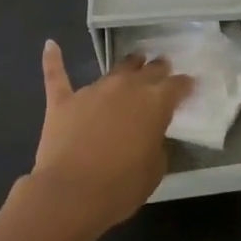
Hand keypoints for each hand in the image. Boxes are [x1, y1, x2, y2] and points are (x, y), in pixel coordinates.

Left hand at [27, 41, 193, 237]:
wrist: (70, 194)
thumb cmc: (120, 187)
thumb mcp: (155, 170)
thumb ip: (156, 143)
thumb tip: (149, 133)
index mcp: (154, 103)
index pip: (176, 86)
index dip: (184, 85)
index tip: (190, 84)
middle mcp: (126, 87)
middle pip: (148, 70)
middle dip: (158, 69)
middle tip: (162, 68)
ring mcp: (93, 91)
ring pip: (115, 70)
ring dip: (127, 67)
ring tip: (134, 62)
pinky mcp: (63, 100)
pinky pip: (57, 74)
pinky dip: (53, 59)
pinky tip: (50, 45)